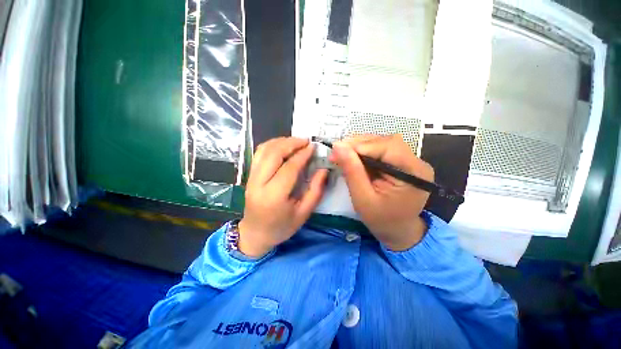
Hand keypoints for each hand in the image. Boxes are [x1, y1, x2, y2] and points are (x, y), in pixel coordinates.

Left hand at [239, 137, 327, 257]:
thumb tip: (323, 170)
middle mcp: (259, 184)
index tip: (313, 147)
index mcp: (274, 197)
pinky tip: (282, 145)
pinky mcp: (249, 175)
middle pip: (273, 154)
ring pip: (264, 150)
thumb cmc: (282, 227)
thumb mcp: (304, 213)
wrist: (255, 234)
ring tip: (296, 141)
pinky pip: (259, 154)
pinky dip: (271, 145)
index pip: (289, 168)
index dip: (302, 155)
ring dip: (281, 141)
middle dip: (291, 143)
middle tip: (305, 141)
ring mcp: (251, 178)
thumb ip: (315, 191)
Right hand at [330, 134, 433, 250]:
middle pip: (385, 142)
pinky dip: (364, 152)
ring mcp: (410, 161)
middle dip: (358, 144)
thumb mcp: (363, 198)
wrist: (398, 231)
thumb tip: (338, 146)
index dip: (361, 145)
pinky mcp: (401, 163)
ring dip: (359, 147)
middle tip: (337, 151)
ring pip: (381, 143)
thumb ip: (352, 171)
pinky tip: (353, 158)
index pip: (387, 147)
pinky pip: (381, 151)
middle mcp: (416, 162)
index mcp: (413, 173)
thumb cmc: (381, 220)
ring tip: (343, 155)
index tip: (337, 150)